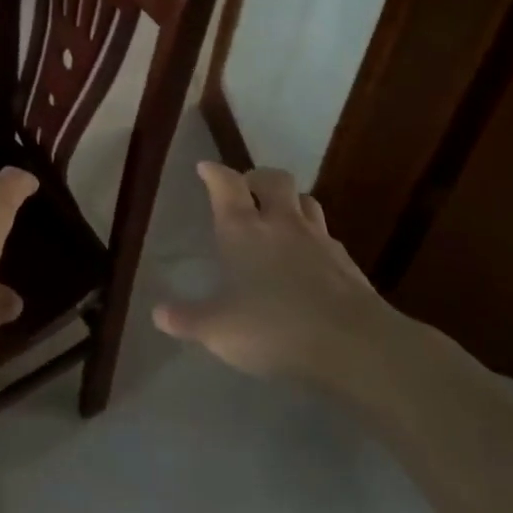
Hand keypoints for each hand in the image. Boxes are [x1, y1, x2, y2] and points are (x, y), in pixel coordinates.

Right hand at [153, 163, 403, 384]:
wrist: (353, 344)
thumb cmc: (274, 328)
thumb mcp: (218, 330)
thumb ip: (187, 320)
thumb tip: (158, 313)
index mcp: (244, 231)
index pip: (227, 185)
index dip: (214, 173)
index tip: (205, 168)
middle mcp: (282, 224)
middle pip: (273, 180)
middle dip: (257, 177)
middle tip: (245, 189)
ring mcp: (319, 239)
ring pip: (305, 202)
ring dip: (289, 202)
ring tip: (278, 217)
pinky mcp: (346, 262)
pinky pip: (326, 235)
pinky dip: (312, 237)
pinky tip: (307, 258)